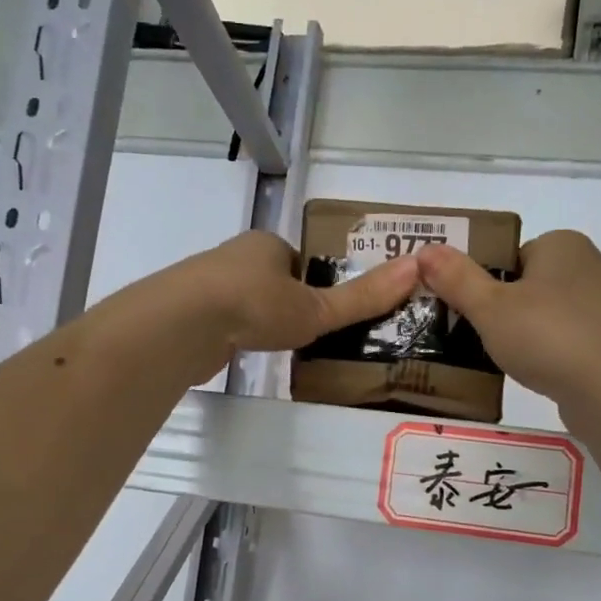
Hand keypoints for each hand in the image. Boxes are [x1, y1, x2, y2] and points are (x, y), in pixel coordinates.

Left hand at [178, 230, 422, 379]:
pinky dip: (236, 337)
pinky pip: (223, 324)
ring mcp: (207, 287)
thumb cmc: (255, 305)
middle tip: (311, 335)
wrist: (183, 325)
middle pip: (271, 281)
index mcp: (266, 245)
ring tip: (282, 349)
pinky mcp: (189, 317)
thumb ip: (362, 297)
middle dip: (287, 303)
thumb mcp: (317, 307)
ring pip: (244, 303)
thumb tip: (417, 268)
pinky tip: (246, 355)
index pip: (300, 261)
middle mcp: (234, 258)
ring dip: (260, 321)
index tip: (329, 311)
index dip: (317, 284)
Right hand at [416, 231, 600, 415]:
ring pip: (546, 317)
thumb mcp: (490, 307)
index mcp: (562, 244)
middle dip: (501, 312)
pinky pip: (567, 343)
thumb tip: (424, 250)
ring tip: (502, 362)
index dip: (482, 283)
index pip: (508, 256)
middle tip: (475, 340)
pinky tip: (536, 376)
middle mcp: (589, 267)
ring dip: (524, 337)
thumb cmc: (550, 337)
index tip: (465, 313)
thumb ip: (456, 279)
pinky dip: (549, 356)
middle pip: (526, 286)